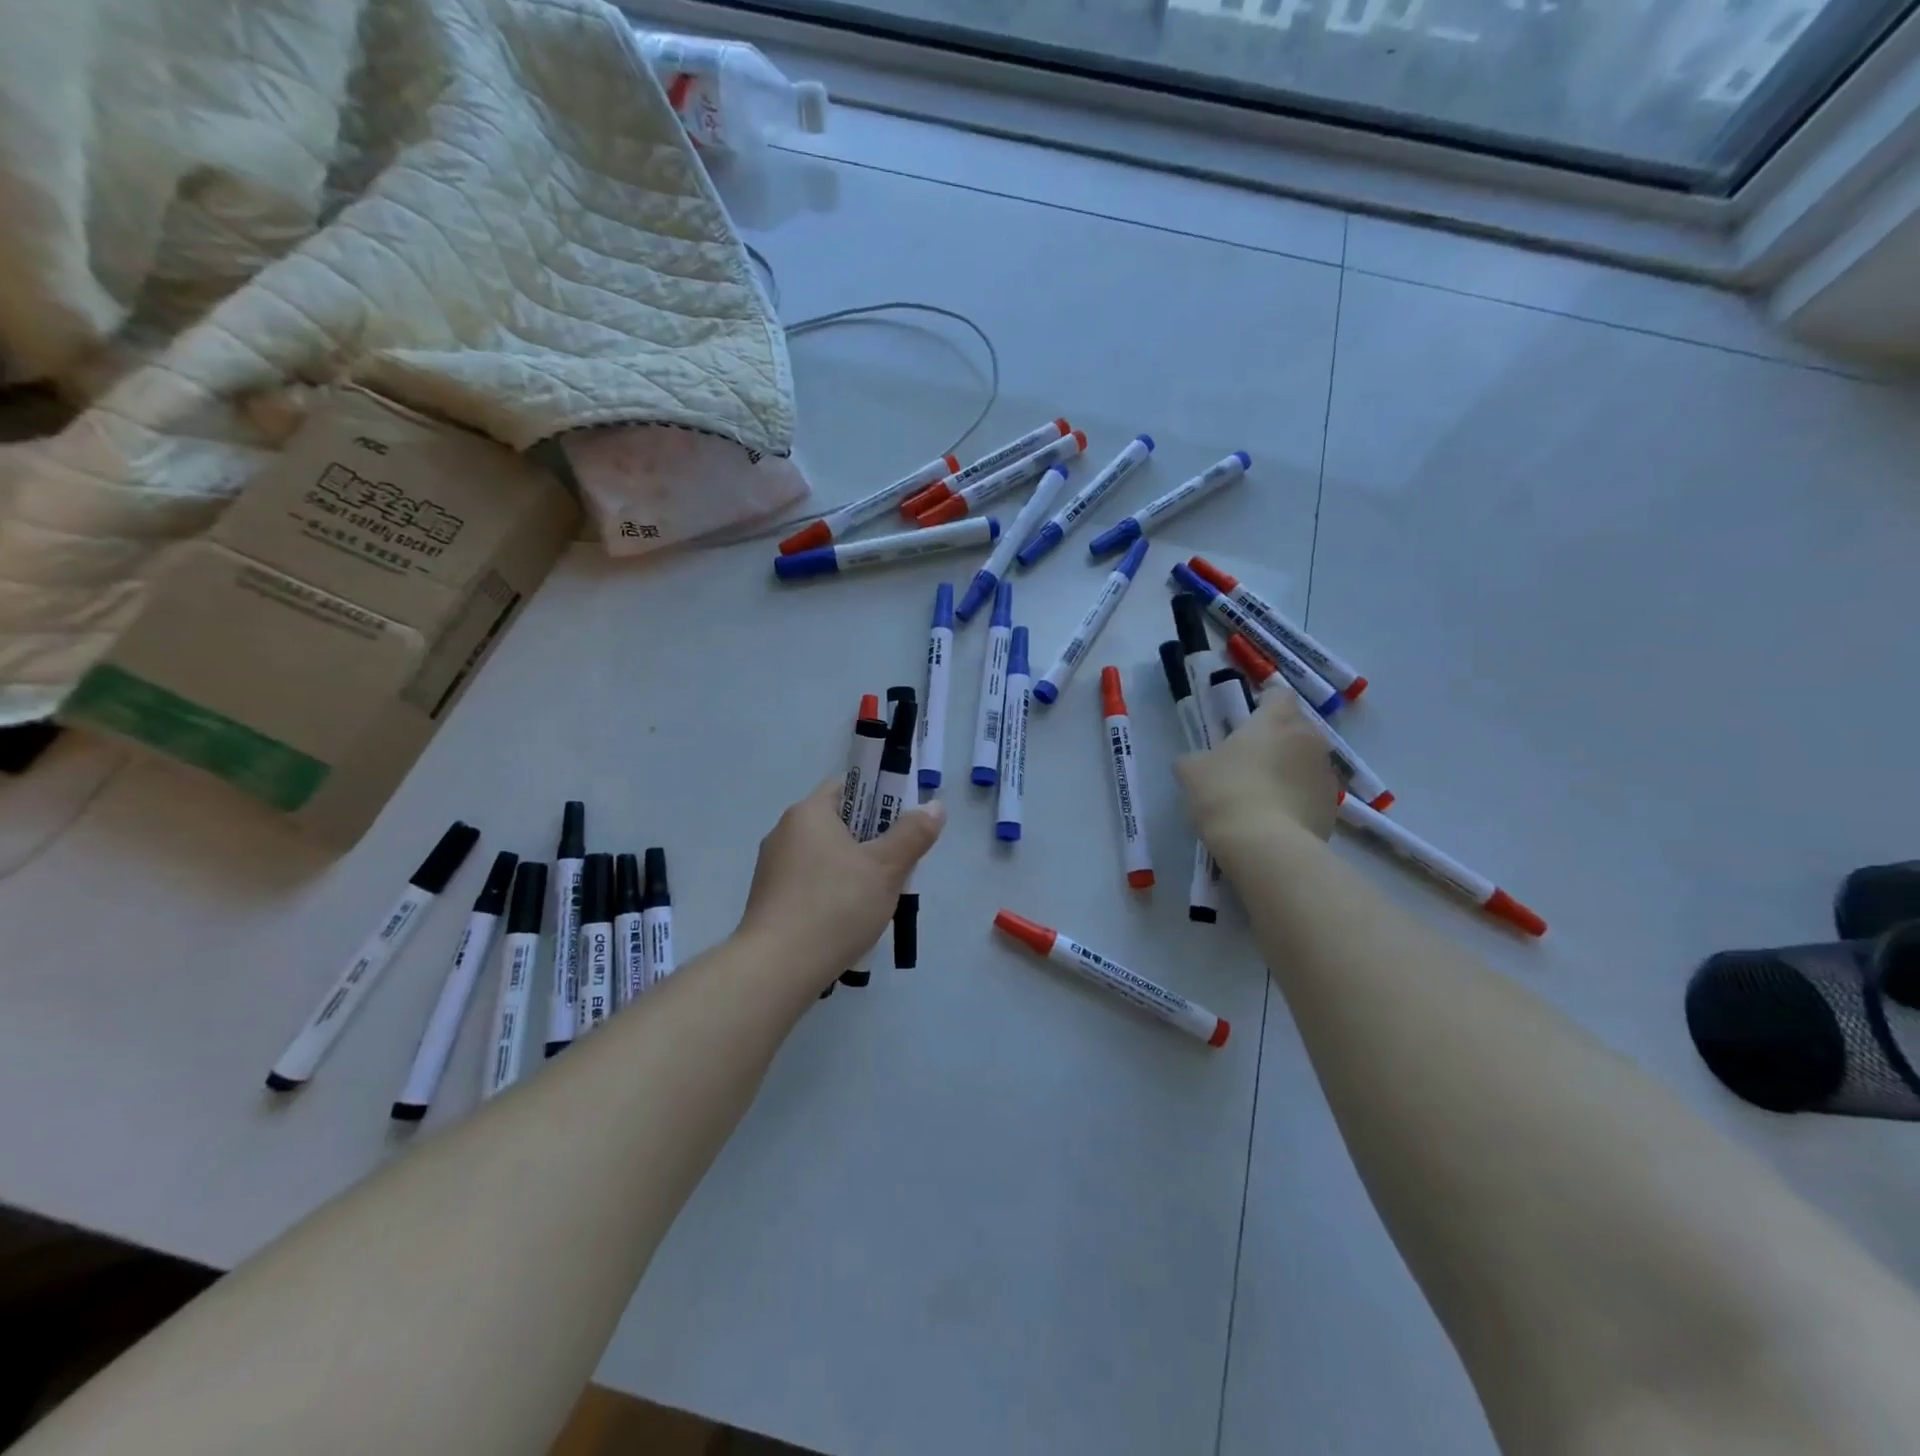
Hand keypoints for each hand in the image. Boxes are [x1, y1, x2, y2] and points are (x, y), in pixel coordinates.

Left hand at [738, 778, 945, 987]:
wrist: (777, 969)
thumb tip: (935, 806)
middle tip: (898, 867)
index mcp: (808, 813)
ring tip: (877, 900)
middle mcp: (784, 832)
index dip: (878, 799)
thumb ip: (913, 834)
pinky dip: (831, 894)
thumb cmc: (835, 906)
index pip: (847, 787)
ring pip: (825, 857)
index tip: (901, 825)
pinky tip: (848, 921)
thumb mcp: (886, 868)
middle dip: (871, 841)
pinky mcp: (769, 901)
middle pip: (837, 824)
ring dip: (853, 871)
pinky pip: (810, 884)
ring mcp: (772, 869)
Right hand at [1175, 691, 1340, 850]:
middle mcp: (1310, 739)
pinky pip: (1312, 793)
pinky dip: (1298, 800)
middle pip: (1296, 728)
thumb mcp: (1192, 771)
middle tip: (1249, 762)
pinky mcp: (1333, 807)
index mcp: (1278, 720)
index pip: (1279, 695)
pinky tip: (1275, 819)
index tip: (1245, 723)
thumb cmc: (1226, 793)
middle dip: (1277, 740)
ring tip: (1263, 796)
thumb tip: (1198, 763)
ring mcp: (1326, 774)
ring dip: (1290, 771)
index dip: (1263, 705)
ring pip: (1307, 762)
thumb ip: (1196, 758)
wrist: (1265, 846)